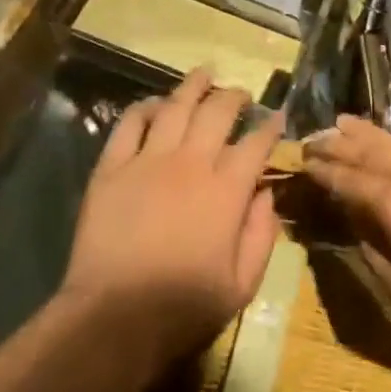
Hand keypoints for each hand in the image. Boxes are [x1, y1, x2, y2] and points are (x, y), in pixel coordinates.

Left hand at [62, 70, 282, 374]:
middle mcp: (191, 163)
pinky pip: (129, 125)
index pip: (256, 143)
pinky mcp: (112, 168)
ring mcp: (148, 161)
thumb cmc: (185, 306)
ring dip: (193, 87)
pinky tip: (154, 103)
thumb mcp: (242, 284)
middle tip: (241, 94)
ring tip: (204, 74)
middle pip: (217, 112)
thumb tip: (266, 194)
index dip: (271, 126)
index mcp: (227, 190)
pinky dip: (144, 108)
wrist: (114, 317)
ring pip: (175, 107)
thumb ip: (261, 234)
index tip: (278, 117)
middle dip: (235, 97)